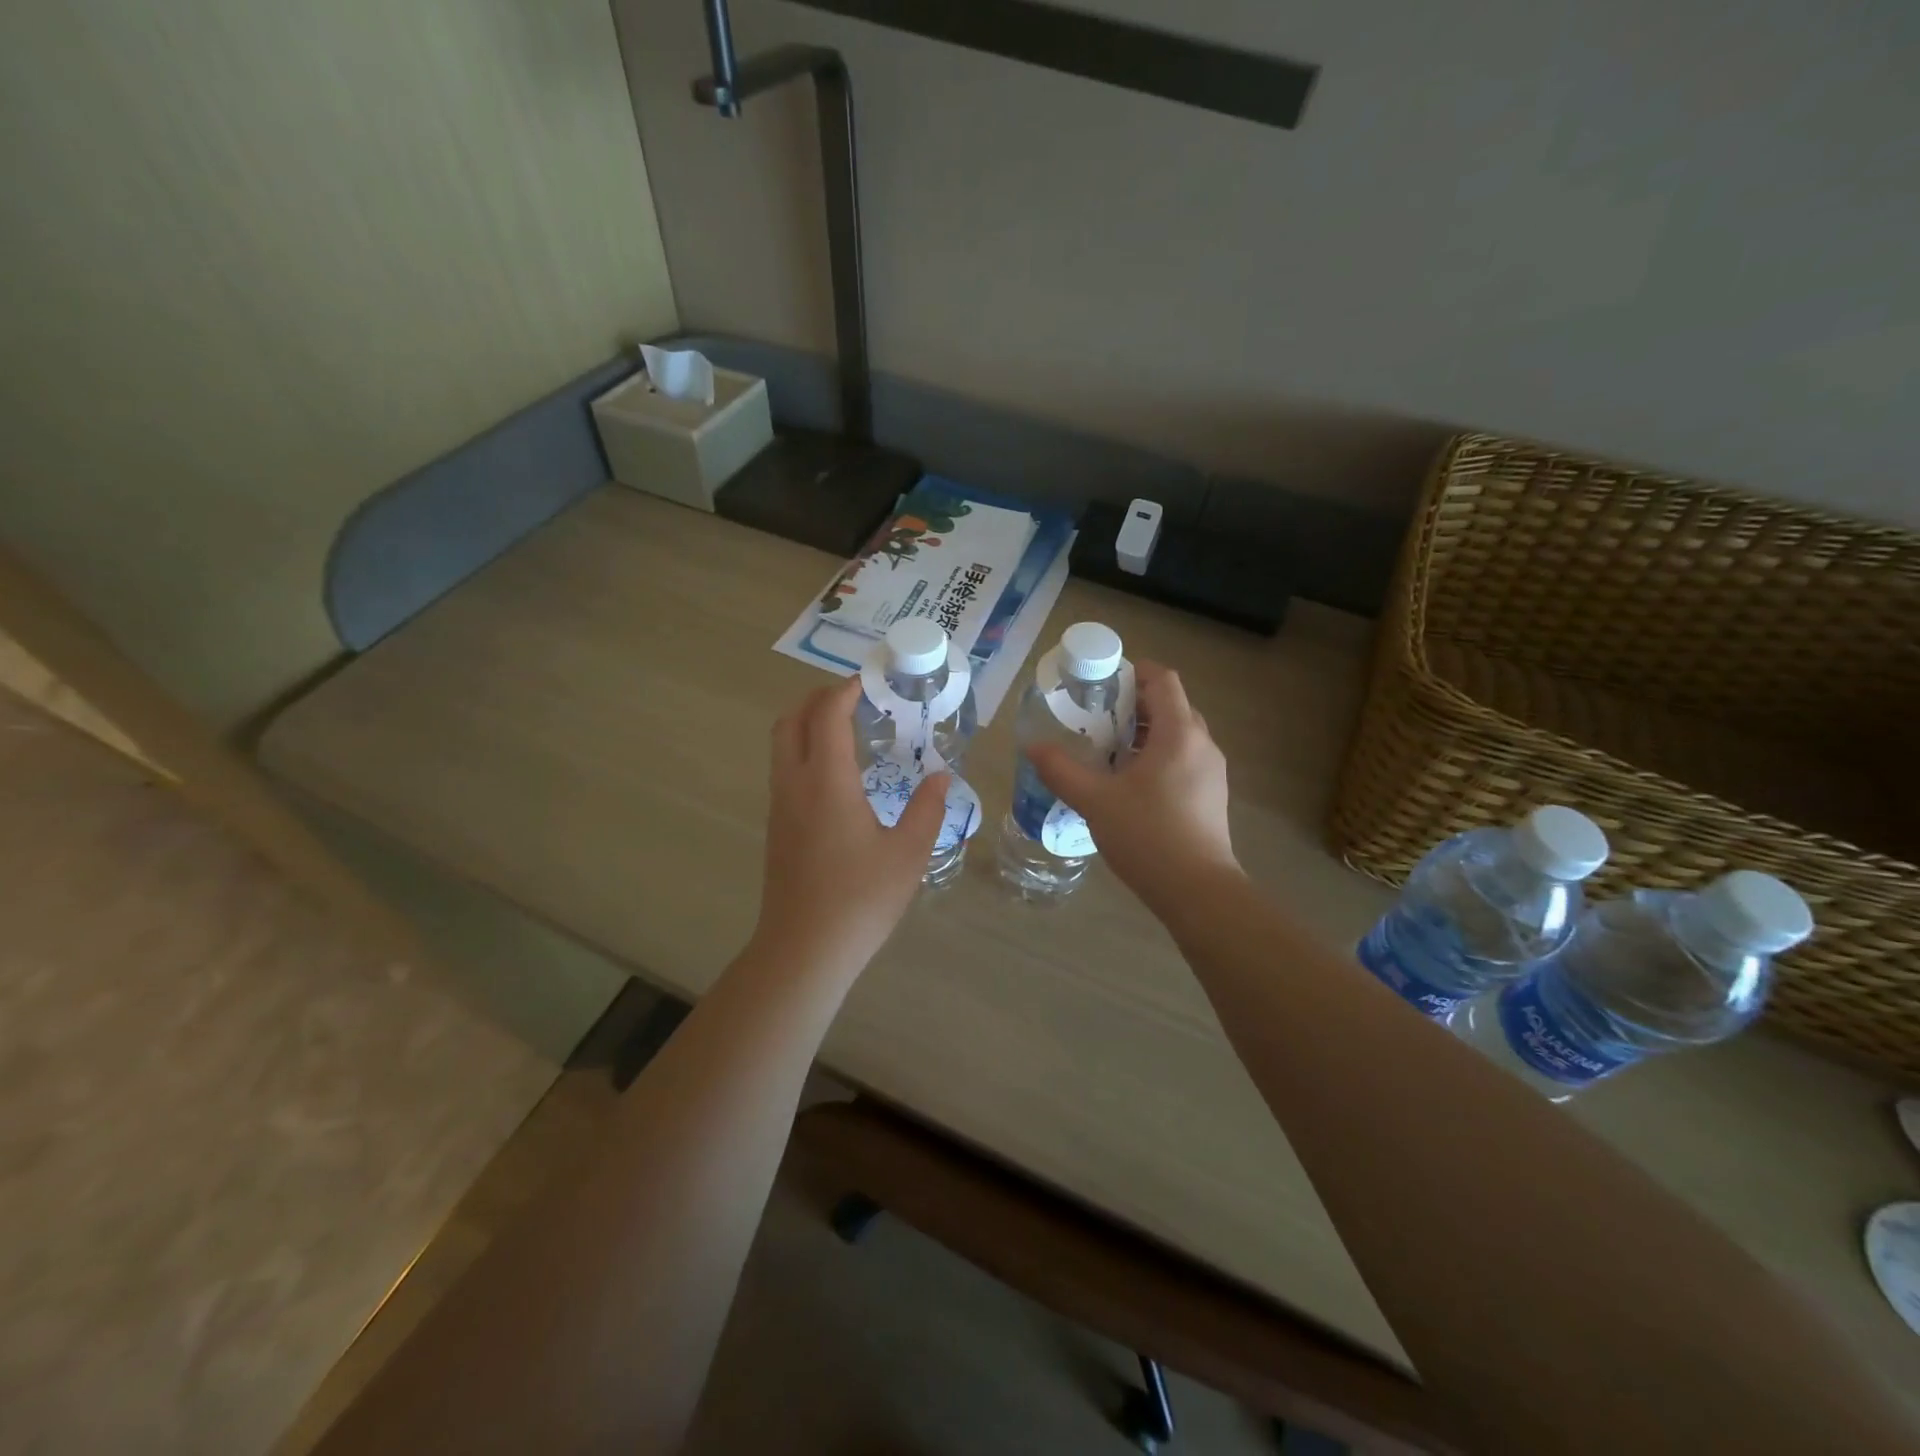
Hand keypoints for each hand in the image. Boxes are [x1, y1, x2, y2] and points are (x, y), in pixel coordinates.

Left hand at [752, 676, 947, 979]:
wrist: (803, 949)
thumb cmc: (860, 899)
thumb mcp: (909, 853)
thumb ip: (927, 808)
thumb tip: (940, 775)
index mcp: (826, 782)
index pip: (826, 716)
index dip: (845, 691)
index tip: (870, 681)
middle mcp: (794, 785)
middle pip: (791, 721)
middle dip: (818, 699)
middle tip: (855, 698)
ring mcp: (780, 807)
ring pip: (782, 746)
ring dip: (807, 724)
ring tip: (848, 730)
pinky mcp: (777, 828)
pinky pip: (784, 770)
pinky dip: (804, 751)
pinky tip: (838, 775)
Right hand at [1027, 662, 1239, 910]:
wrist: (1198, 891)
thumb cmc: (1148, 836)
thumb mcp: (1096, 801)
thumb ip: (1062, 770)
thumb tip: (1032, 747)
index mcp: (1179, 734)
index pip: (1163, 680)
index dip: (1135, 671)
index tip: (1104, 679)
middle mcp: (1202, 744)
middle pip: (1172, 705)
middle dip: (1135, 703)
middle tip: (1098, 715)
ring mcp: (1212, 771)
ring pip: (1180, 734)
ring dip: (1147, 732)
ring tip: (1110, 748)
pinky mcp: (1212, 796)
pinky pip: (1185, 758)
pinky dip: (1159, 756)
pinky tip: (1131, 782)